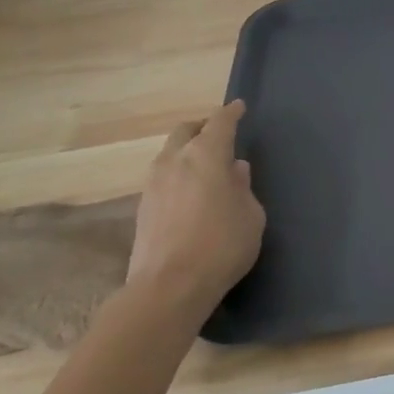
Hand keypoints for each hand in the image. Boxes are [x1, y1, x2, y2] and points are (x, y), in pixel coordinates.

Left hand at [128, 102, 266, 303]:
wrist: (168, 286)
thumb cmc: (222, 244)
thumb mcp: (251, 215)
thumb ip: (243, 188)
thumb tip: (234, 171)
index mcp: (206, 155)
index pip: (220, 122)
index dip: (231, 113)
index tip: (239, 107)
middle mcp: (175, 160)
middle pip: (186, 131)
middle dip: (202, 127)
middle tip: (219, 134)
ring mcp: (153, 184)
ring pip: (170, 153)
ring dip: (187, 152)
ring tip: (205, 166)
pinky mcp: (143, 207)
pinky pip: (163, 177)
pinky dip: (178, 174)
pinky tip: (190, 191)